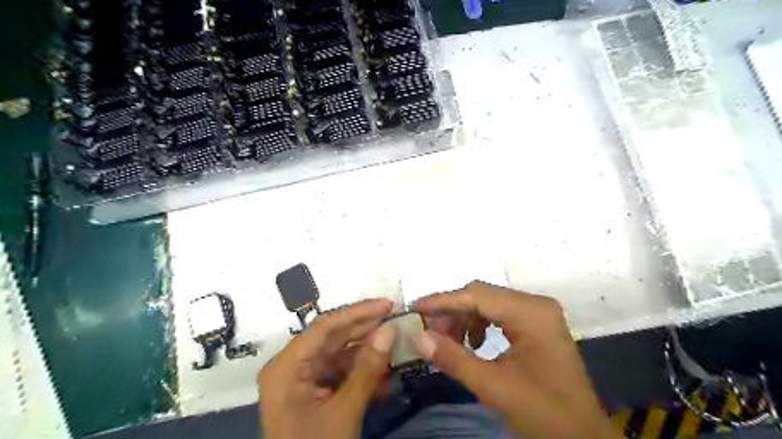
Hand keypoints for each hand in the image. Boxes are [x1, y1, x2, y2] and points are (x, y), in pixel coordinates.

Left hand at [259, 300, 396, 437]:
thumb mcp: (344, 411)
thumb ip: (367, 368)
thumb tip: (389, 330)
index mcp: (287, 367)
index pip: (325, 327)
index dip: (358, 313)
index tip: (387, 305)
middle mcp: (291, 366)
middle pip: (332, 338)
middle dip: (365, 330)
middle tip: (396, 320)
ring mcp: (301, 379)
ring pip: (338, 355)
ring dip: (367, 353)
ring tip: (396, 346)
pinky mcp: (312, 391)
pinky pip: (339, 373)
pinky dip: (361, 374)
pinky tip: (385, 376)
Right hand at [411, 283, 620, 437]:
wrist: (583, 437)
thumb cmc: (543, 412)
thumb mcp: (494, 387)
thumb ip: (454, 359)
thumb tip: (418, 337)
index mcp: (531, 313)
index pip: (477, 295)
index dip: (442, 301)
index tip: (415, 308)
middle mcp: (535, 304)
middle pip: (482, 295)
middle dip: (452, 311)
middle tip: (428, 331)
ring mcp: (537, 313)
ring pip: (488, 304)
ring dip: (464, 319)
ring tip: (448, 342)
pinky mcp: (535, 324)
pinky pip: (498, 314)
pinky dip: (478, 325)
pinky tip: (472, 345)